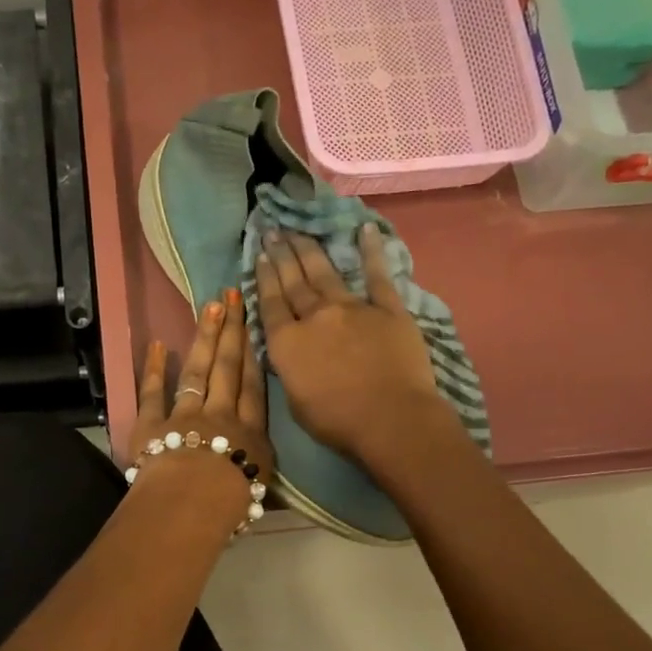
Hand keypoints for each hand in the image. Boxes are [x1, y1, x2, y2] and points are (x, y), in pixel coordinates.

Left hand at [127, 290, 273, 523]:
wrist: (190, 506)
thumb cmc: (229, 507)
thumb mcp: (258, 492)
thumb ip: (258, 471)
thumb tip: (260, 468)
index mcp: (250, 435)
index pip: (254, 387)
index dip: (254, 355)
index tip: (254, 325)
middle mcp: (221, 416)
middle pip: (228, 368)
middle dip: (231, 331)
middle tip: (232, 297)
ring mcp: (185, 415)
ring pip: (197, 371)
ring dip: (203, 338)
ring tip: (209, 307)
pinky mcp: (152, 424)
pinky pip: (153, 392)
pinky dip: (153, 368)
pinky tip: (156, 344)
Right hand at [254, 225, 449, 463]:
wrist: (391, 419)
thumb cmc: (337, 421)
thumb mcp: (294, 401)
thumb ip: (289, 368)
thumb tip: (290, 350)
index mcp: (287, 343)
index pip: (270, 303)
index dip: (264, 277)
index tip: (260, 255)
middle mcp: (315, 317)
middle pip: (294, 281)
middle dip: (281, 255)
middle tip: (272, 231)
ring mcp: (353, 308)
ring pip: (325, 273)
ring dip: (310, 249)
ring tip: (298, 230)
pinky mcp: (388, 309)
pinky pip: (378, 276)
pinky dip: (372, 251)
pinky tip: (366, 229)